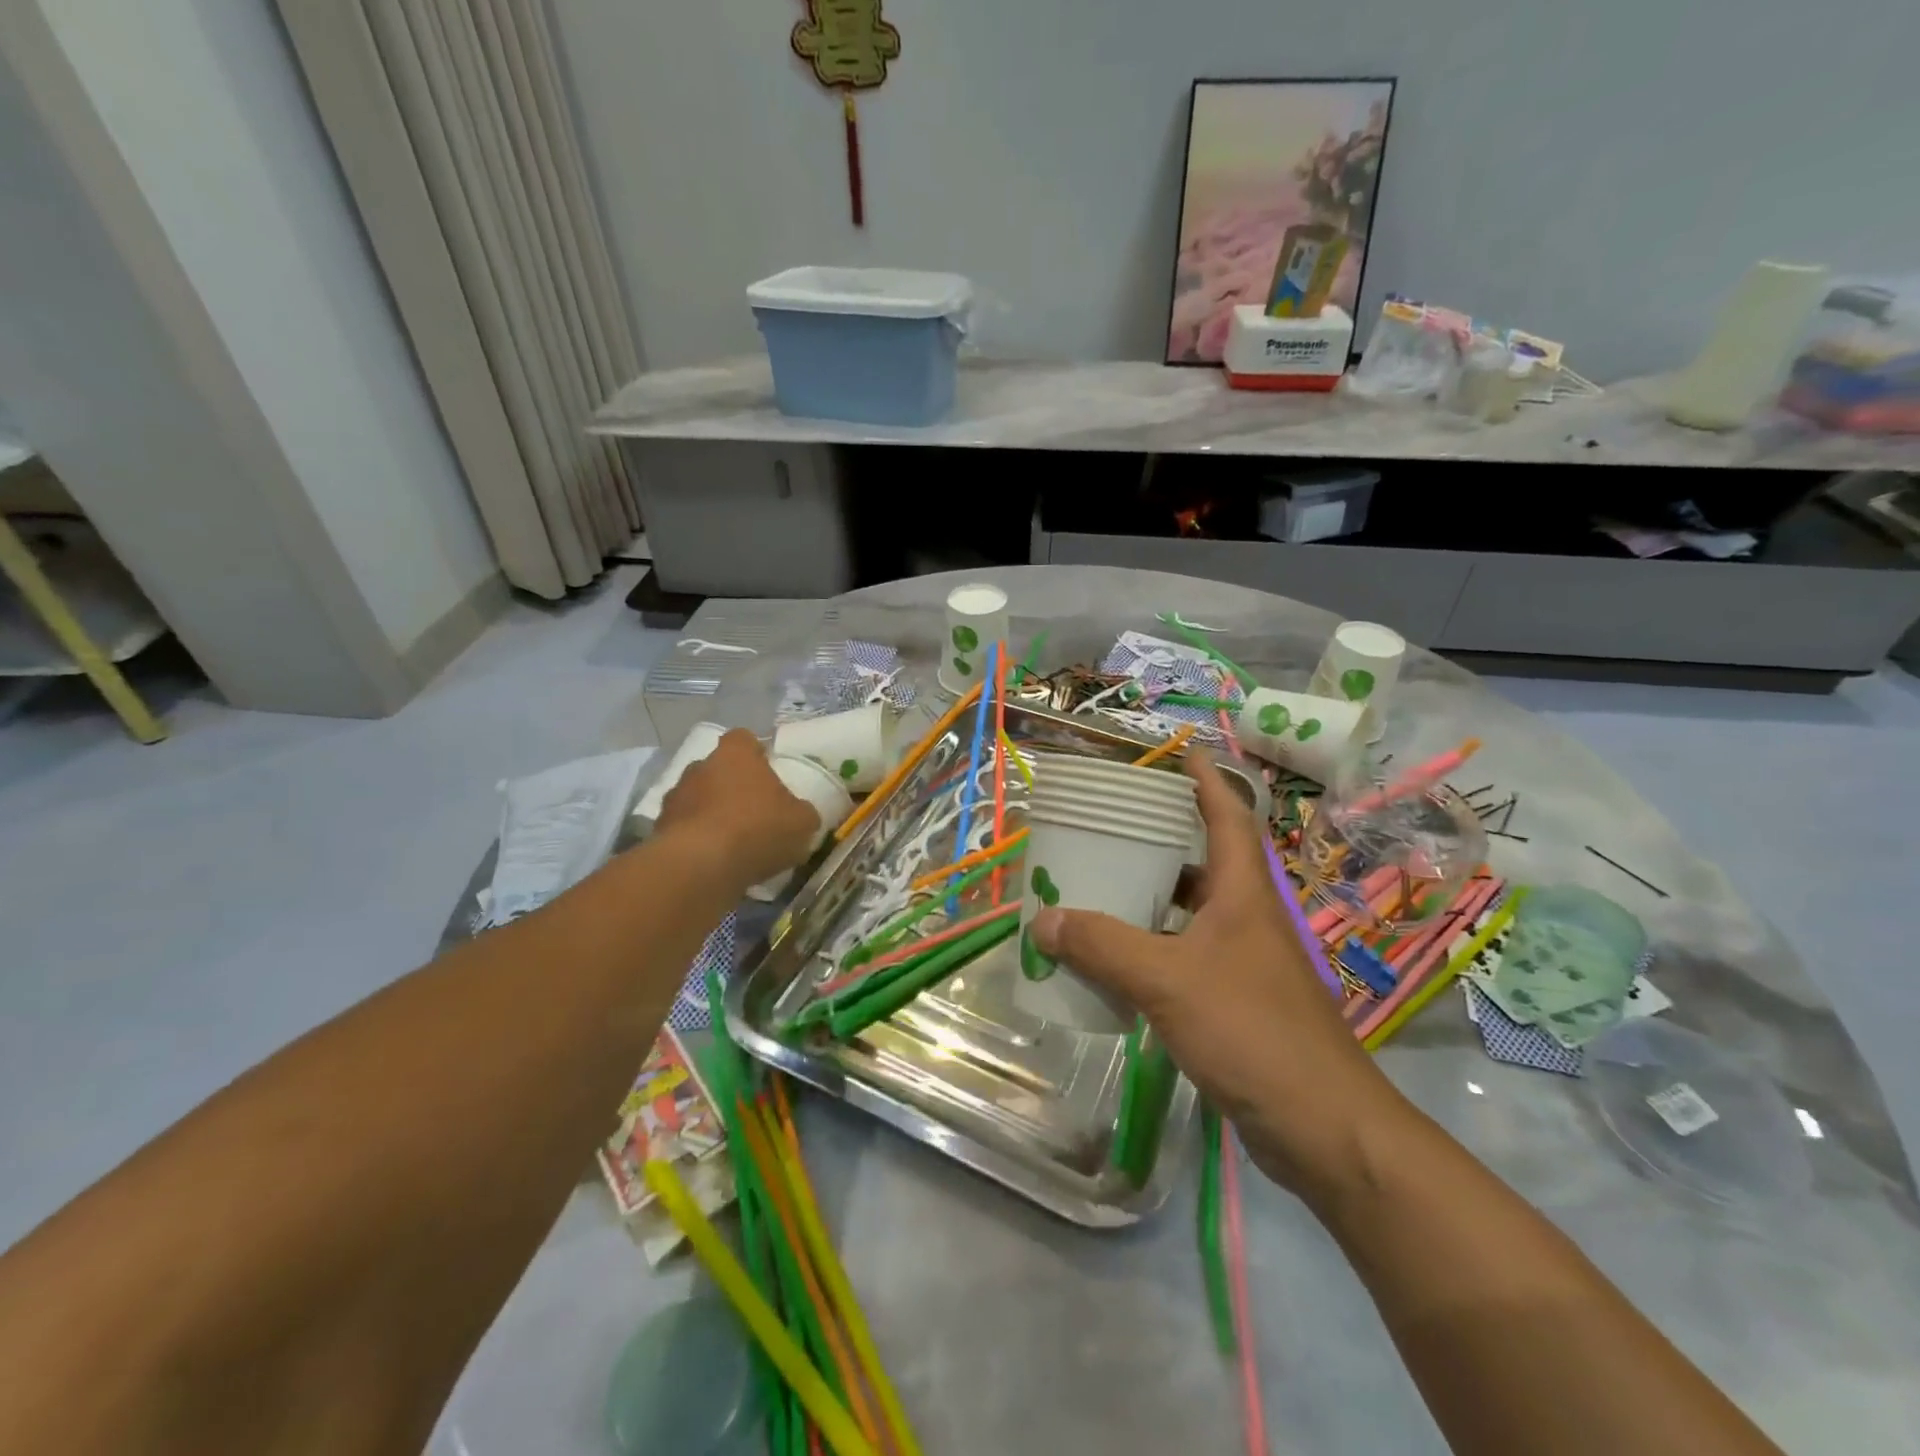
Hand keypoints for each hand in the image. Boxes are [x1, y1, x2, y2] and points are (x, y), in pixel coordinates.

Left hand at [654, 730, 821, 889]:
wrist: (699, 866)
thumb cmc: (757, 829)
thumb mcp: (801, 822)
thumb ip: (803, 812)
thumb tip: (801, 814)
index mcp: (736, 754)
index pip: (744, 739)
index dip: (756, 754)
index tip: (768, 773)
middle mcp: (700, 766)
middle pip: (718, 769)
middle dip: (732, 785)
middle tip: (753, 811)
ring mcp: (675, 796)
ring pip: (698, 798)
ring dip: (711, 813)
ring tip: (732, 841)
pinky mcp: (659, 828)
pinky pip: (684, 828)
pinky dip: (696, 839)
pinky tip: (713, 860)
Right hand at [1028, 751, 1406, 1191]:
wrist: (1324, 1127)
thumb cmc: (1252, 1031)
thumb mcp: (1168, 980)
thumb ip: (1104, 947)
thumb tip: (1042, 919)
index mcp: (1243, 892)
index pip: (1227, 814)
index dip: (1204, 779)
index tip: (1177, 751)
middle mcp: (1247, 917)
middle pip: (1204, 859)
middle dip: (1162, 837)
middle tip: (1109, 824)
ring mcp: (1245, 961)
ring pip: (1192, 911)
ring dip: (1152, 897)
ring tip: (1099, 885)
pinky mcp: (1237, 1001)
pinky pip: (1185, 955)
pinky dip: (1152, 947)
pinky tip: (1116, 959)